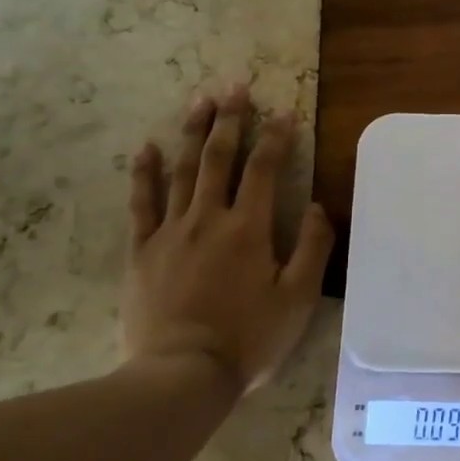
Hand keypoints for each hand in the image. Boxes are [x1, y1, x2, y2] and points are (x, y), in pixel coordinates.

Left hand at [122, 84, 333, 391]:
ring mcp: (170, 232)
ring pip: (183, 170)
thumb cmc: (249, 338)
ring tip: (200, 100)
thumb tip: (317, 206)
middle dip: (230, 119)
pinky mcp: (142, 251)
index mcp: (249, 228)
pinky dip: (145, 173)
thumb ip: (312, 247)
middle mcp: (209, 218)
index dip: (277, 137)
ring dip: (193, 133)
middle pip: (220, 158)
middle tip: (235, 86)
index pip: (265, 169)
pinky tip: (148, 147)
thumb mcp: (298, 298)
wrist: (182, 374)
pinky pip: (142, 203)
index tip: (285, 111)